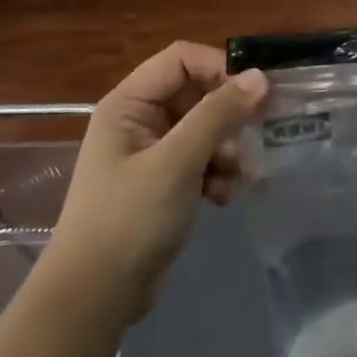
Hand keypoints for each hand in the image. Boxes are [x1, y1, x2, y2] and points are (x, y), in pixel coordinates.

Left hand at [46, 42, 268, 320]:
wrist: (95, 296)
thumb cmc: (130, 218)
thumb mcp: (178, 161)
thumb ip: (219, 115)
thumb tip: (260, 77)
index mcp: (129, 104)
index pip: (182, 59)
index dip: (220, 68)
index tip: (256, 93)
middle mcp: (139, 120)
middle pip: (197, 94)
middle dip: (229, 118)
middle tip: (259, 136)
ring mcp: (151, 153)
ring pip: (205, 130)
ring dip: (228, 150)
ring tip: (240, 177)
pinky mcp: (163, 182)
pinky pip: (201, 160)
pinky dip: (218, 174)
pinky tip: (224, 197)